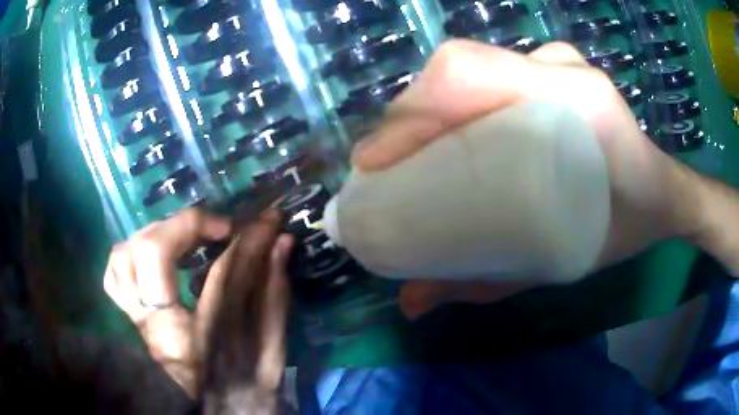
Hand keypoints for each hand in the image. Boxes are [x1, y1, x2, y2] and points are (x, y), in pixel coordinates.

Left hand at [103, 208, 292, 396]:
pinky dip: (132, 253)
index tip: (268, 221)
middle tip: (219, 229)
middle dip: (188, 226)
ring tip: (185, 237)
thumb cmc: (241, 386)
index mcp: (200, 343)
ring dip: (156, 234)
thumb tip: (280, 244)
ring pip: (123, 257)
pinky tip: (154, 254)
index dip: (247, 240)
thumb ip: (274, 296)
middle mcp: (158, 327)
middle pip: (153, 253)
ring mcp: (137, 319)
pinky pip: (114, 273)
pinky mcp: (130, 316)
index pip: (221, 275)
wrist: (207, 409)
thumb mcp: (268, 352)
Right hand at [352, 40, 702, 318]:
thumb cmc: (623, 229)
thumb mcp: (560, 264)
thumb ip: (485, 282)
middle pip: (459, 67)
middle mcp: (561, 68)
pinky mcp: (553, 67)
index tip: (374, 164)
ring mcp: (556, 61)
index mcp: (577, 103)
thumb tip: (410, 303)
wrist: (660, 194)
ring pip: (469, 66)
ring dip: (427, 106)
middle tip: (386, 165)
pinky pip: (489, 69)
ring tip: (409, 152)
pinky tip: (445, 130)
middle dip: (409, 114)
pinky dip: (455, 97)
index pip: (468, 75)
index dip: (410, 114)